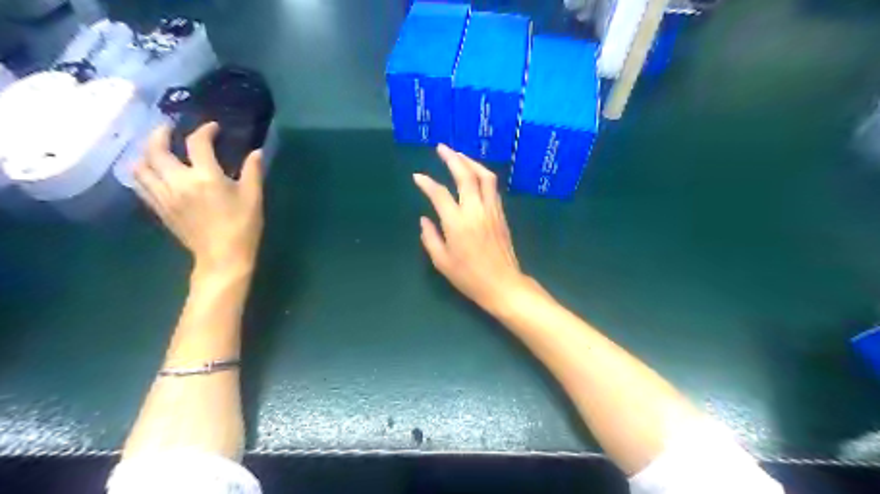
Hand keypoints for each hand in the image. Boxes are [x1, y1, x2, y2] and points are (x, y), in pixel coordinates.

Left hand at [132, 121, 262, 275]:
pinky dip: (143, 172)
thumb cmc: (242, 226)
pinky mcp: (159, 208)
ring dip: (146, 152)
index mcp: (205, 177)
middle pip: (156, 149)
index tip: (213, 128)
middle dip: (161, 133)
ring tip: (157, 149)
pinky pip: (140, 184)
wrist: (223, 256)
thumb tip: (257, 151)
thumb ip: (253, 171)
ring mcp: (164, 195)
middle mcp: (178, 182)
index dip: (205, 130)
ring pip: (140, 166)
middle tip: (170, 129)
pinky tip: (153, 172)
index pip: (198, 143)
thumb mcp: (253, 197)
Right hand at [413, 144, 527, 313]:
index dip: (426, 183)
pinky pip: (492, 187)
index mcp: (457, 223)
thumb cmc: (469, 277)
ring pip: (484, 177)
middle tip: (441, 147)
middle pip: (466, 175)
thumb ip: (430, 238)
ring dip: (471, 162)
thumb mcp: (442, 262)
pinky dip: (482, 175)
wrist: (503, 285)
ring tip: (459, 155)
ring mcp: (491, 210)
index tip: (417, 177)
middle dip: (453, 158)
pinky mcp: (501, 214)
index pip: (439, 194)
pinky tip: (474, 174)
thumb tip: (424, 219)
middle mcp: (476, 210)